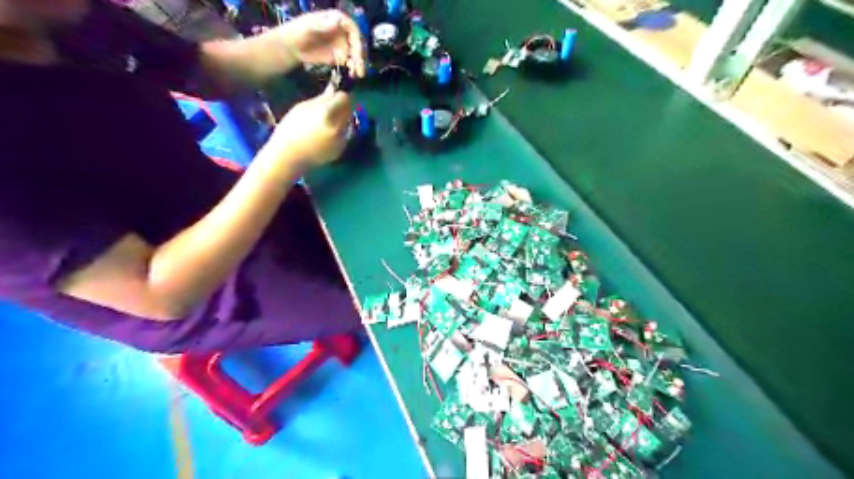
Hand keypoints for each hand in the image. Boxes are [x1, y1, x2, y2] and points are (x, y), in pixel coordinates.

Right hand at [261, 85, 352, 173]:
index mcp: (328, 114)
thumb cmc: (290, 129)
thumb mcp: (303, 108)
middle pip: (349, 110)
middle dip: (342, 106)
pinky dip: (337, 133)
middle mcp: (339, 127)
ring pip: (347, 123)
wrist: (289, 157)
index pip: (345, 98)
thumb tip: (333, 90)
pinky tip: (323, 136)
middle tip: (331, 107)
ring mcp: (342, 140)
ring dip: (340, 119)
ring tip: (324, 123)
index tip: (334, 95)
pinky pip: (343, 135)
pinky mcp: (341, 149)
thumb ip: (322, 99)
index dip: (340, 95)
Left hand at [277, 10, 362, 75]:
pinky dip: (352, 69)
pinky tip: (352, 74)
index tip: (357, 51)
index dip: (357, 40)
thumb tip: (339, 21)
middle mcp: (342, 32)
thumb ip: (323, 24)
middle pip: (356, 43)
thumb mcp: (309, 26)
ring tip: (358, 74)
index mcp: (337, 20)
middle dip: (359, 55)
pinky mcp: (339, 57)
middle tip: (359, 66)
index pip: (352, 29)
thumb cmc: (298, 31)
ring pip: (355, 54)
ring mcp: (342, 45)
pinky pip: (349, 63)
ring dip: (358, 64)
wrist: (292, 46)